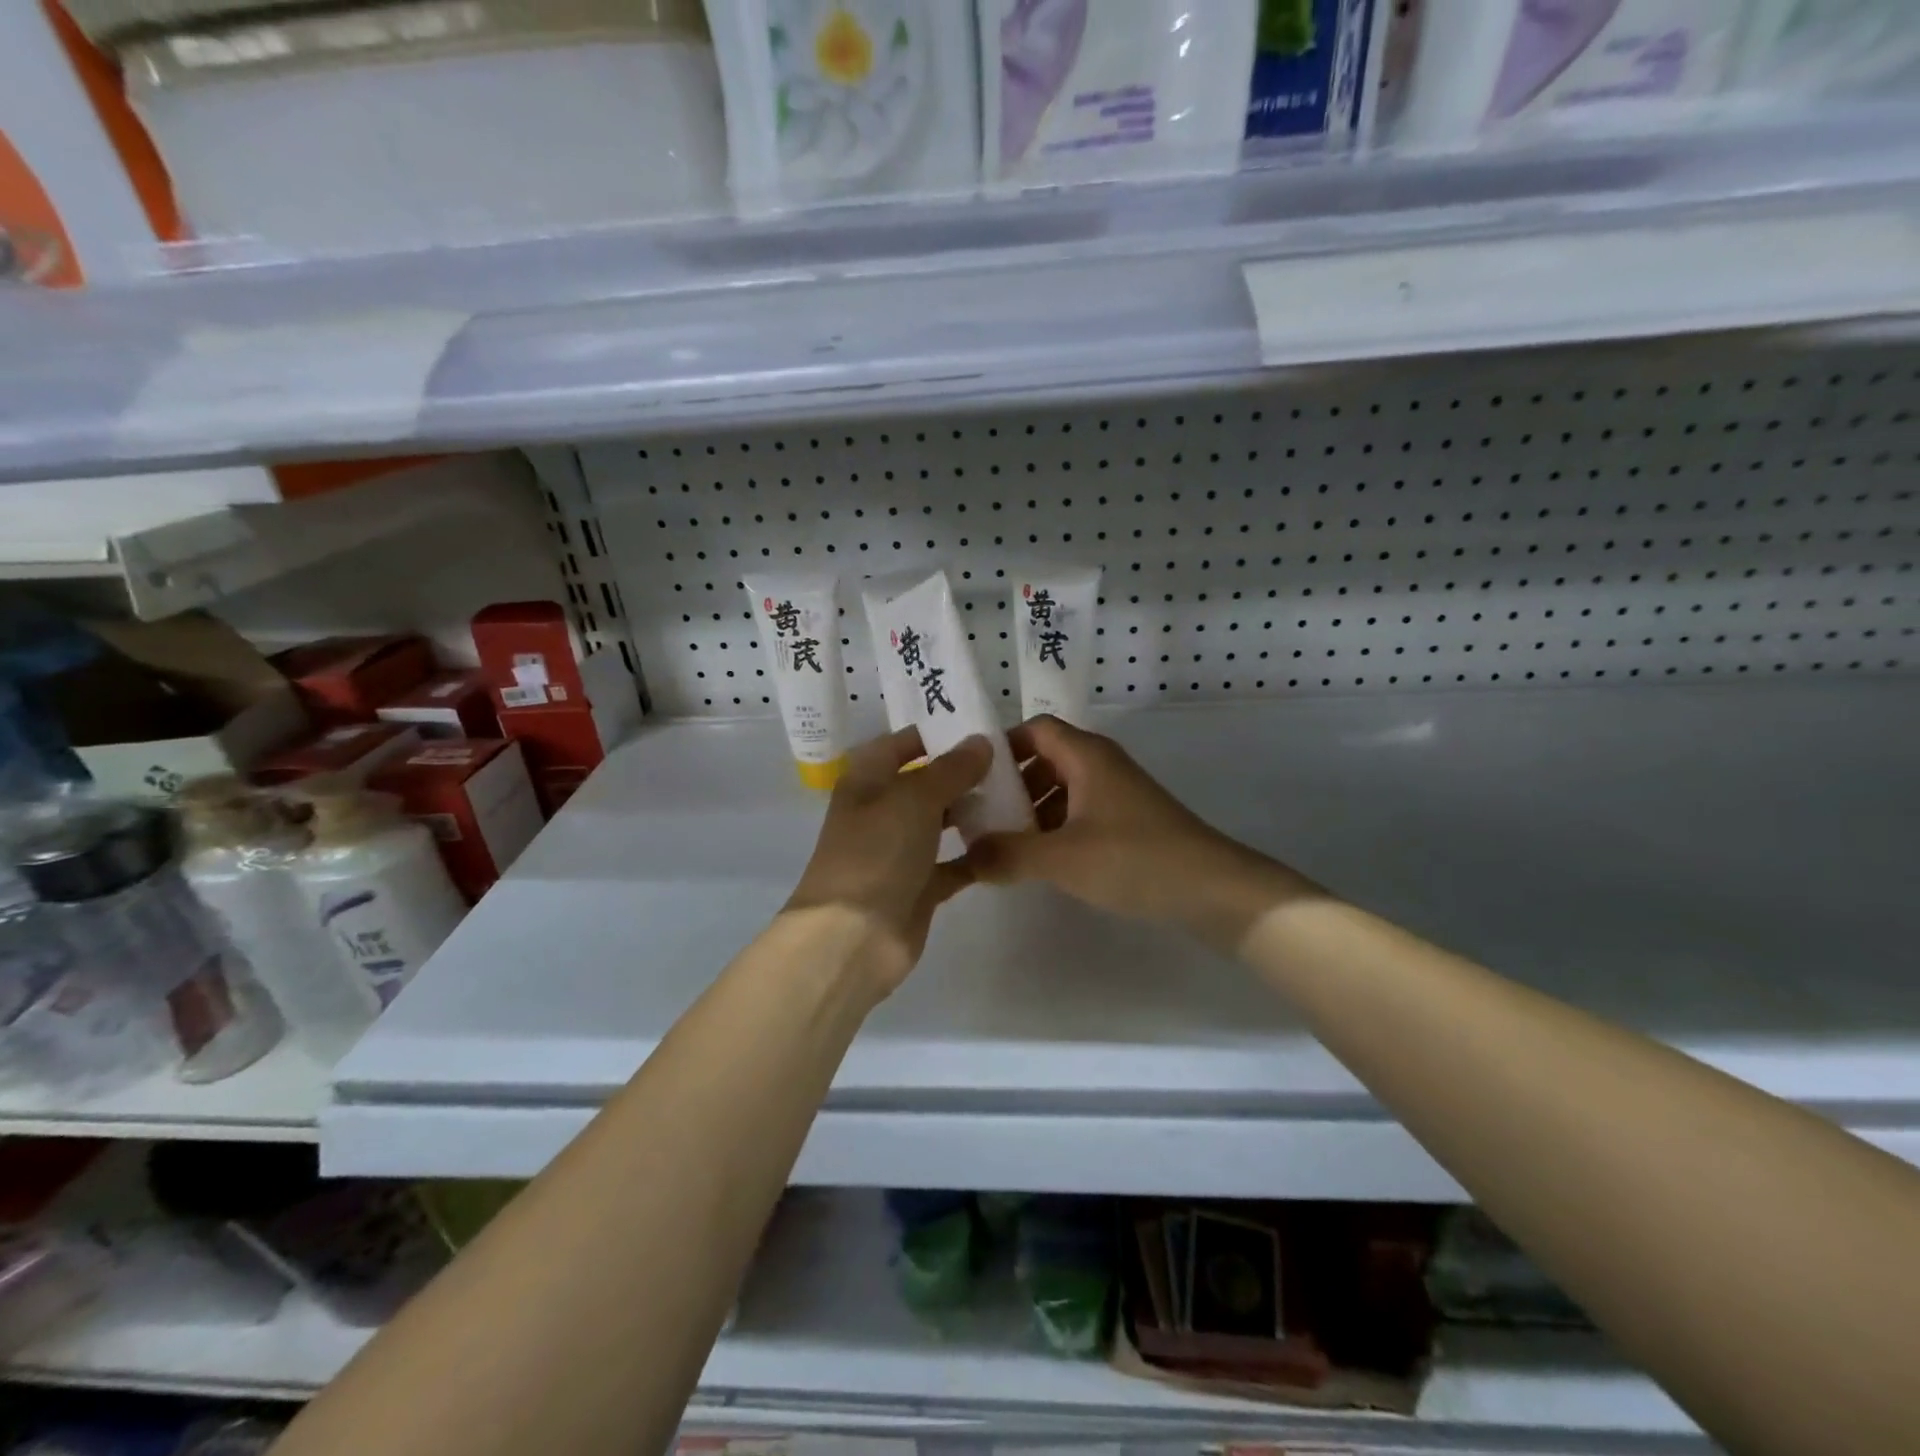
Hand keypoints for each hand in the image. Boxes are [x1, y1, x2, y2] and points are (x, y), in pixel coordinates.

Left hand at [785, 728, 991, 992]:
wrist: (852, 937)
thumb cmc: (877, 852)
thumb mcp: (914, 798)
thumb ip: (951, 768)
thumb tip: (980, 741)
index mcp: (868, 780)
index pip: (903, 743)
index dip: (938, 733)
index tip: (983, 727)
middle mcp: (882, 810)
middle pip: (926, 782)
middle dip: (964, 773)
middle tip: (1012, 763)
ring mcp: (899, 850)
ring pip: (941, 822)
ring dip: (972, 812)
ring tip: (1018, 796)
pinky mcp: (918, 886)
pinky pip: (954, 863)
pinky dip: (977, 855)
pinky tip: (1011, 842)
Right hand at [964, 716, 1300, 951]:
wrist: (1214, 890)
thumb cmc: (1134, 859)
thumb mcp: (1062, 858)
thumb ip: (1008, 854)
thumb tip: (965, 858)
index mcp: (1086, 756)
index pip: (1034, 729)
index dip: (1001, 747)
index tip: (971, 779)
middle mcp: (1101, 765)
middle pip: (1045, 759)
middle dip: (1011, 785)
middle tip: (980, 817)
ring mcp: (1118, 795)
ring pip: (1062, 789)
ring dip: (1032, 811)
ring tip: (1004, 844)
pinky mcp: (1129, 823)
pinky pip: (1080, 814)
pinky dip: (1055, 829)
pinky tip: (1042, 861)